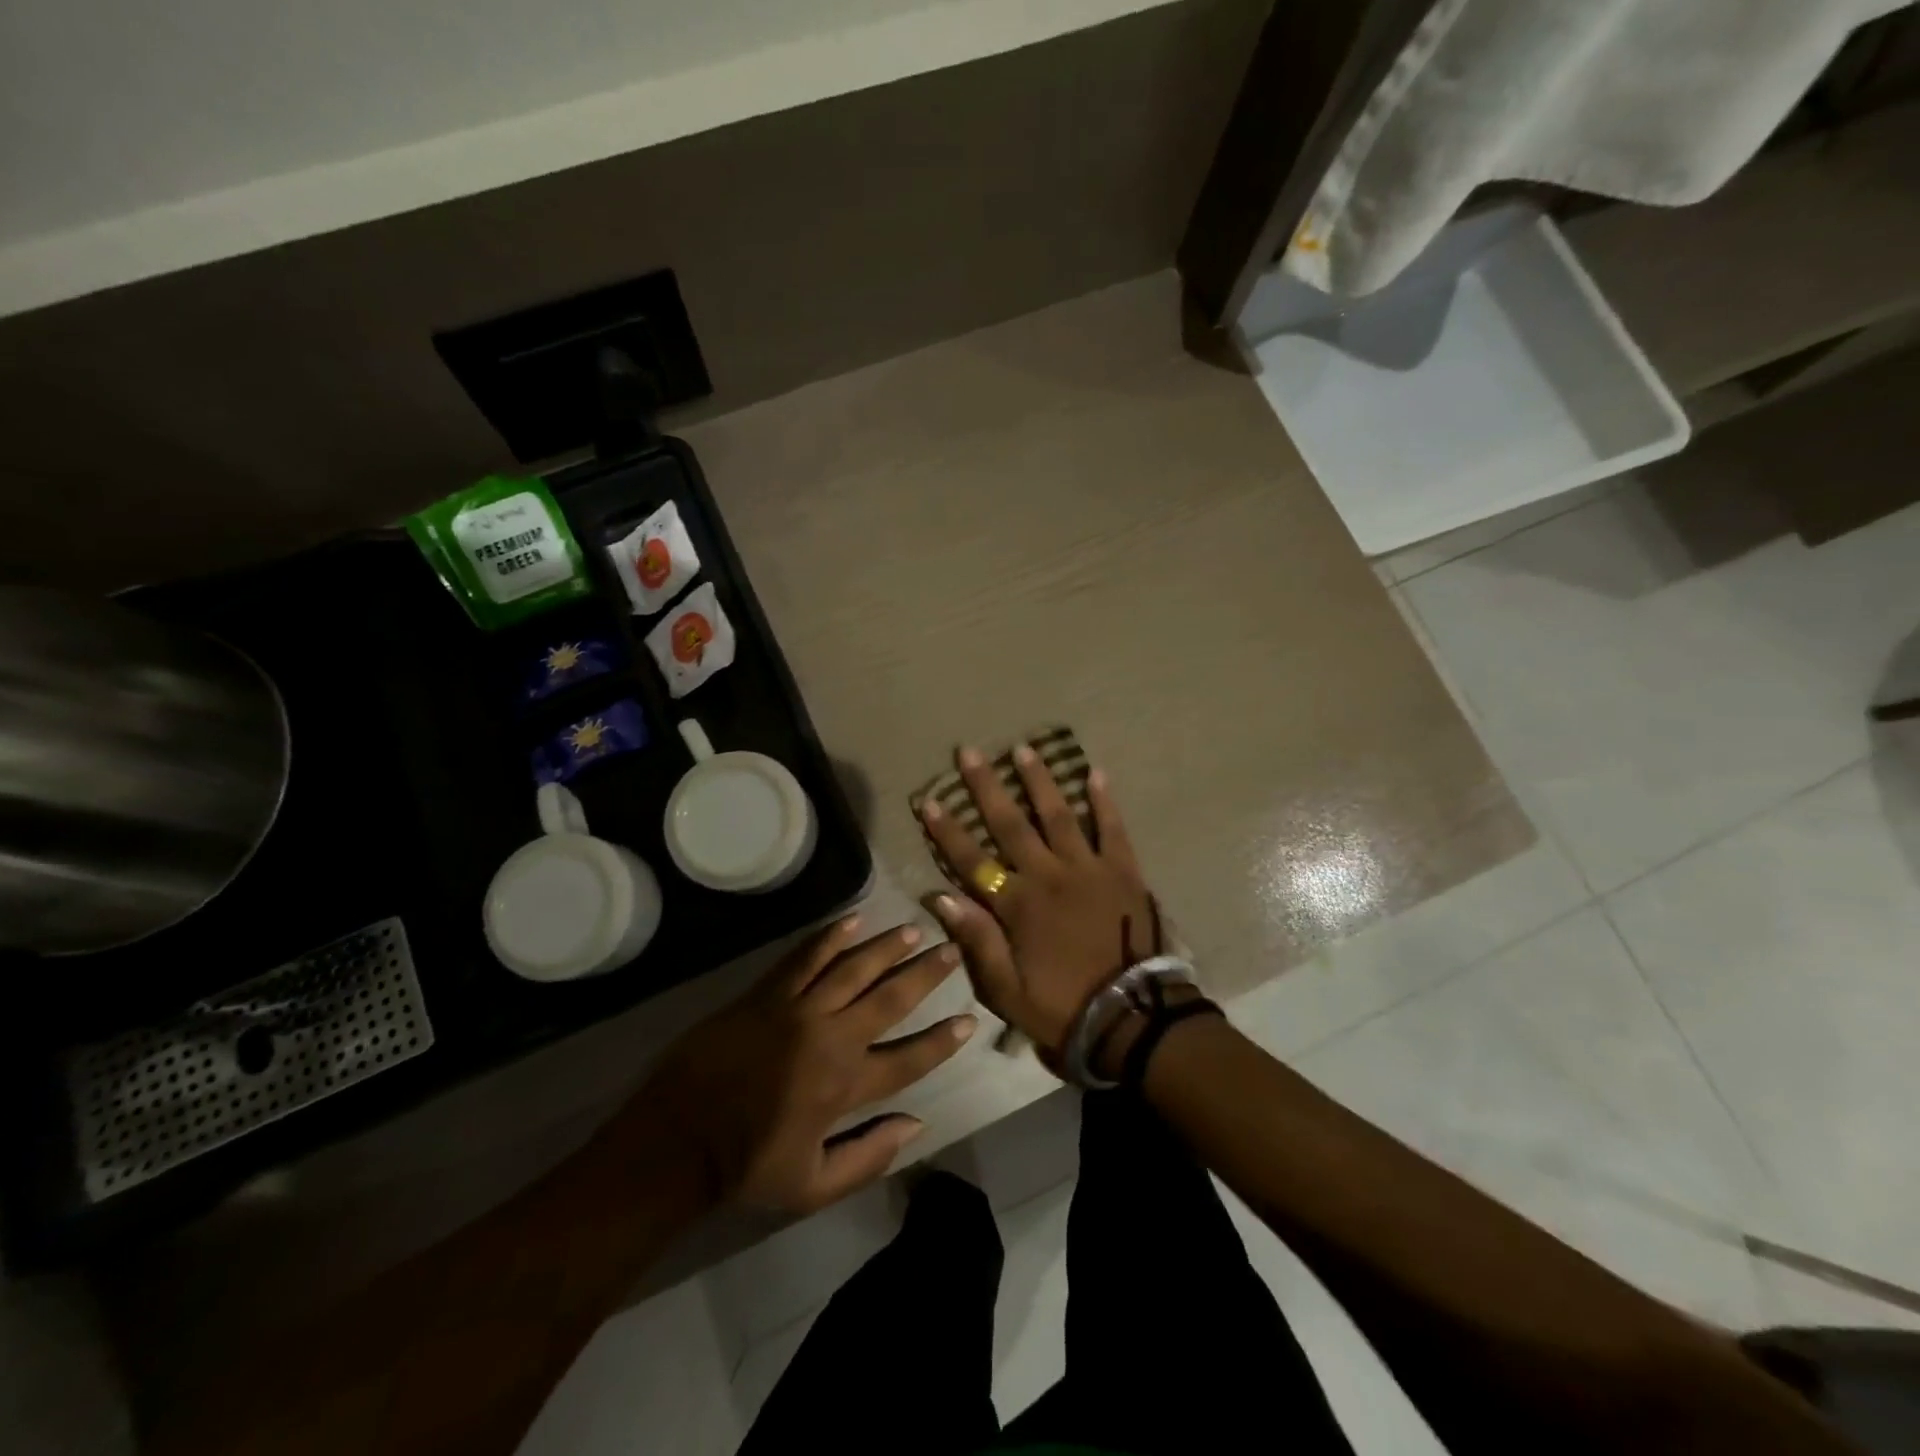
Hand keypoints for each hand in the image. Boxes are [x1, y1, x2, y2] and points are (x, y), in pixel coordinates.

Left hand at [622, 918, 975, 1213]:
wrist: (677, 1138)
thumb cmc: (746, 1166)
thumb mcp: (813, 1185)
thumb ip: (869, 1157)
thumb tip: (917, 1124)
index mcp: (844, 1086)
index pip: (908, 1059)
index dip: (942, 1041)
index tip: (968, 1019)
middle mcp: (830, 1038)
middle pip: (888, 998)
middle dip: (924, 974)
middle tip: (950, 950)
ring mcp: (797, 1010)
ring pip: (852, 968)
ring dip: (885, 947)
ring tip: (912, 931)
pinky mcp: (766, 995)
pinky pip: (804, 958)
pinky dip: (829, 938)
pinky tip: (852, 920)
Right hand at [920, 745, 1158, 1060]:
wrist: (1132, 1018)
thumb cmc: (1063, 1006)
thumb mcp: (1007, 989)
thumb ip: (976, 940)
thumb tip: (940, 897)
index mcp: (1018, 905)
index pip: (972, 860)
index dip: (948, 830)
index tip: (929, 799)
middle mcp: (1049, 875)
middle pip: (1011, 824)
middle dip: (986, 787)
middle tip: (970, 752)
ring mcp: (1088, 868)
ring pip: (1059, 815)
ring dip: (1039, 781)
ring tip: (1024, 748)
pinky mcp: (1123, 871)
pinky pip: (1112, 829)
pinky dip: (1104, 801)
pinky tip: (1096, 773)